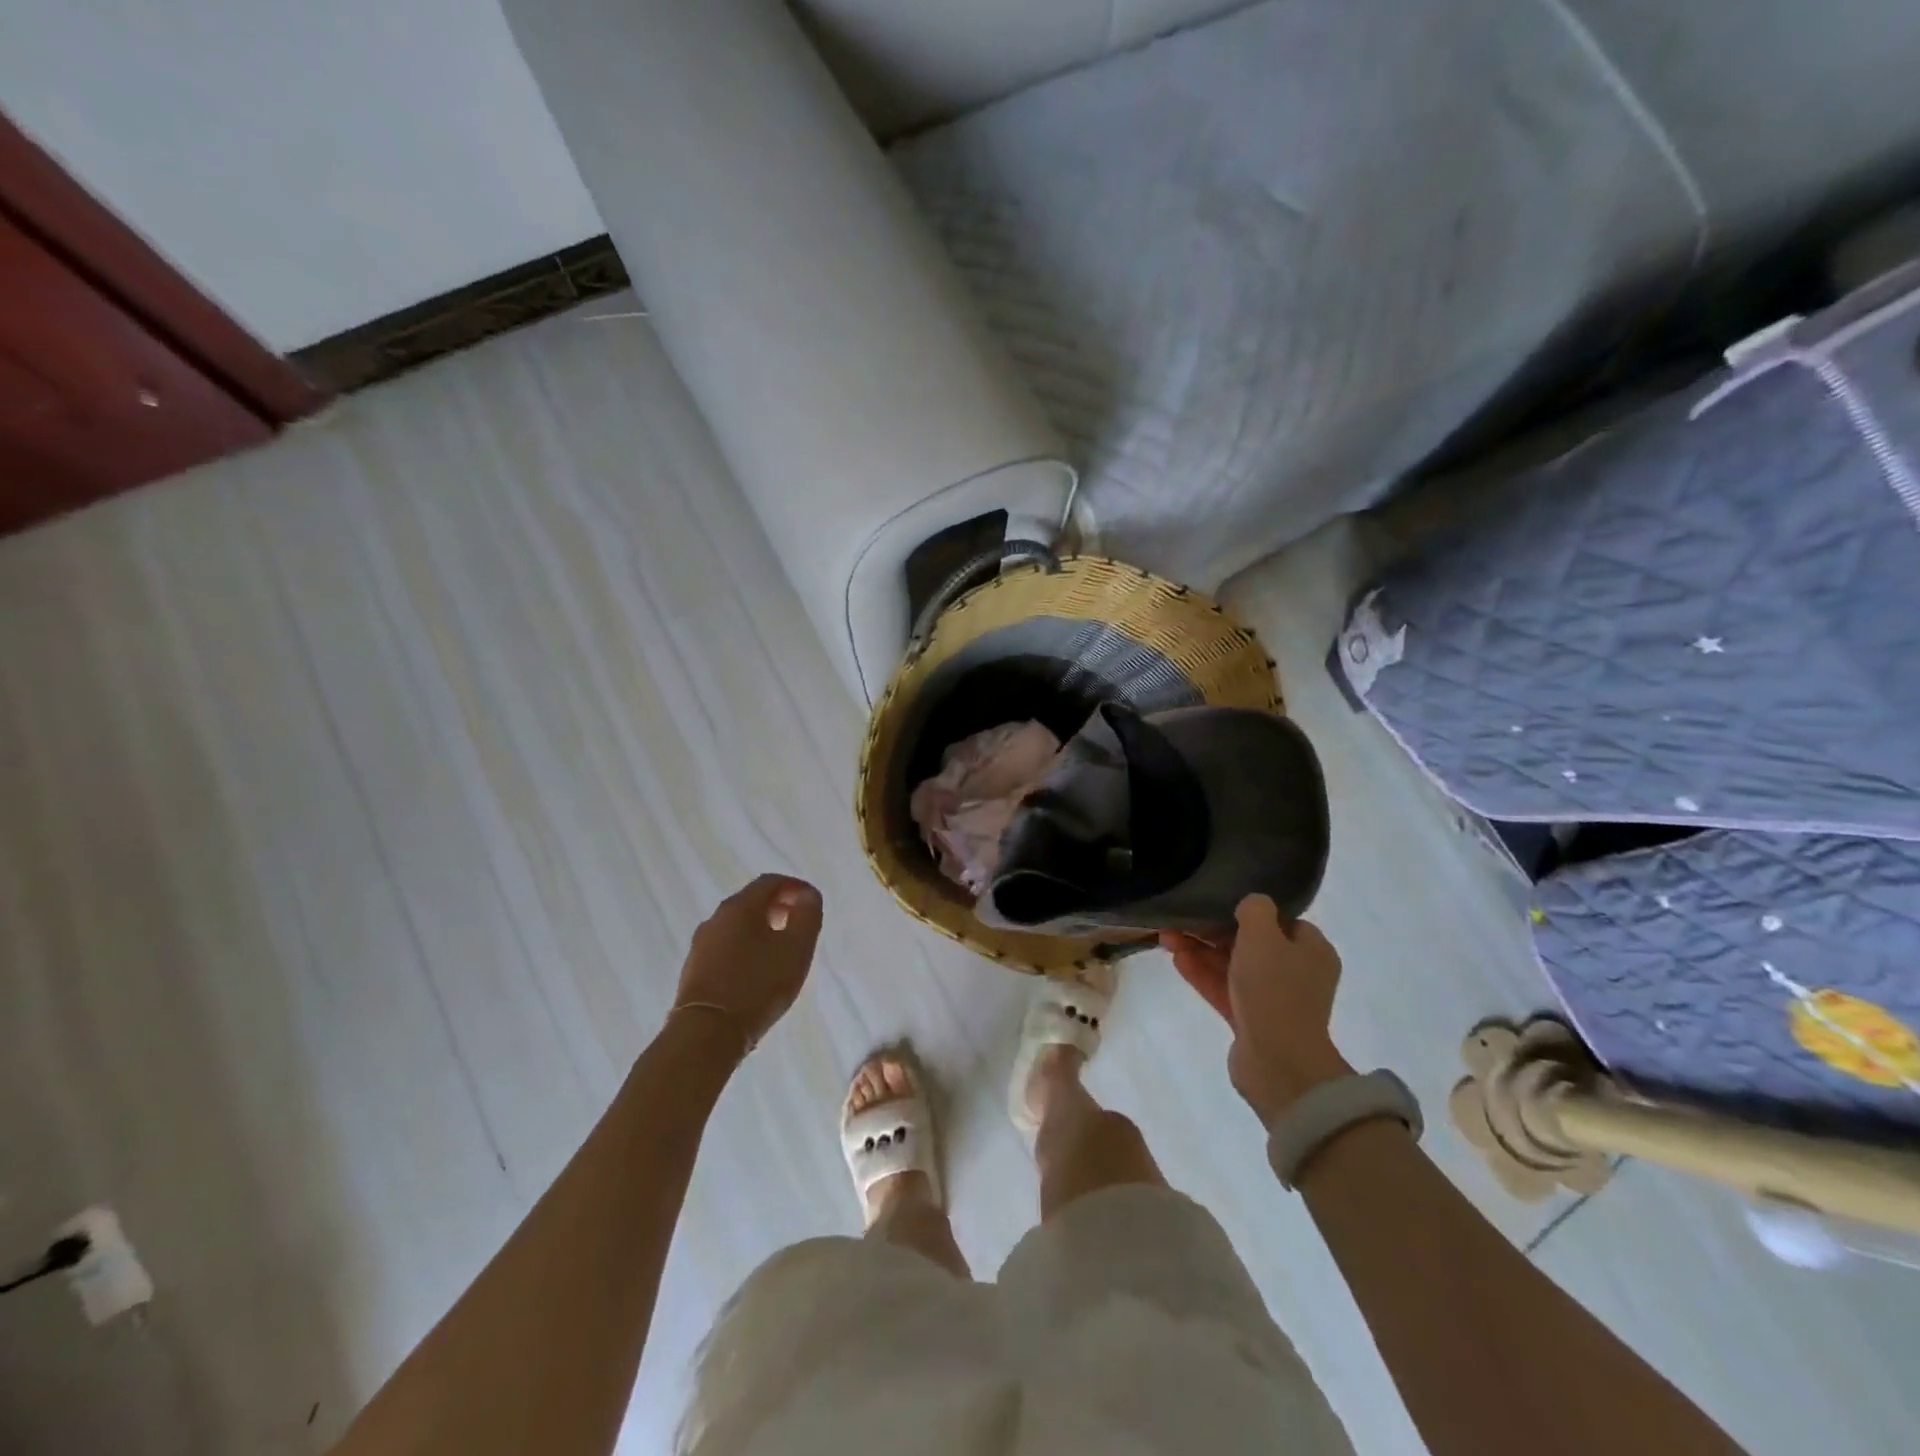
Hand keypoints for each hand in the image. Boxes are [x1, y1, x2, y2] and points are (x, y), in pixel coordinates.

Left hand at [673, 875, 822, 1049]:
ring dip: (761, 929)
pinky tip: (757, 971)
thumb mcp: (796, 948)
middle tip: (799, 925)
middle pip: (751, 901)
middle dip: (779, 907)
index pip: (770, 881)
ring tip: (781, 951)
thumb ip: (808, 915)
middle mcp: (716, 918)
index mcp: (740, 907)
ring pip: (737, 925)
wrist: (706, 1034)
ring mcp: (701, 944)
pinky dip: (746, 948)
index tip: (812, 902)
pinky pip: (726, 947)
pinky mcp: (694, 969)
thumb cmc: (758, 985)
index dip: (795, 886)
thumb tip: (807, 895)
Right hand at [1163, 895, 1353, 1126]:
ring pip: (1233, 966)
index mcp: (1312, 951)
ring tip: (1167, 937)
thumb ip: (1254, 909)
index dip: (1250, 912)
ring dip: (1201, 951)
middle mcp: (1297, 973)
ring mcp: (1273, 999)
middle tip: (1183, 920)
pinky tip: (1176, 959)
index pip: (1282, 921)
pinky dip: (1202, 974)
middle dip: (1214, 931)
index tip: (1220, 904)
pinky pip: (1224, 989)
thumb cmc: (1274, 990)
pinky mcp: (1251, 1020)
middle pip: (1252, 943)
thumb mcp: (1263, 935)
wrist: (1277, 1062)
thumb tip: (1248, 905)